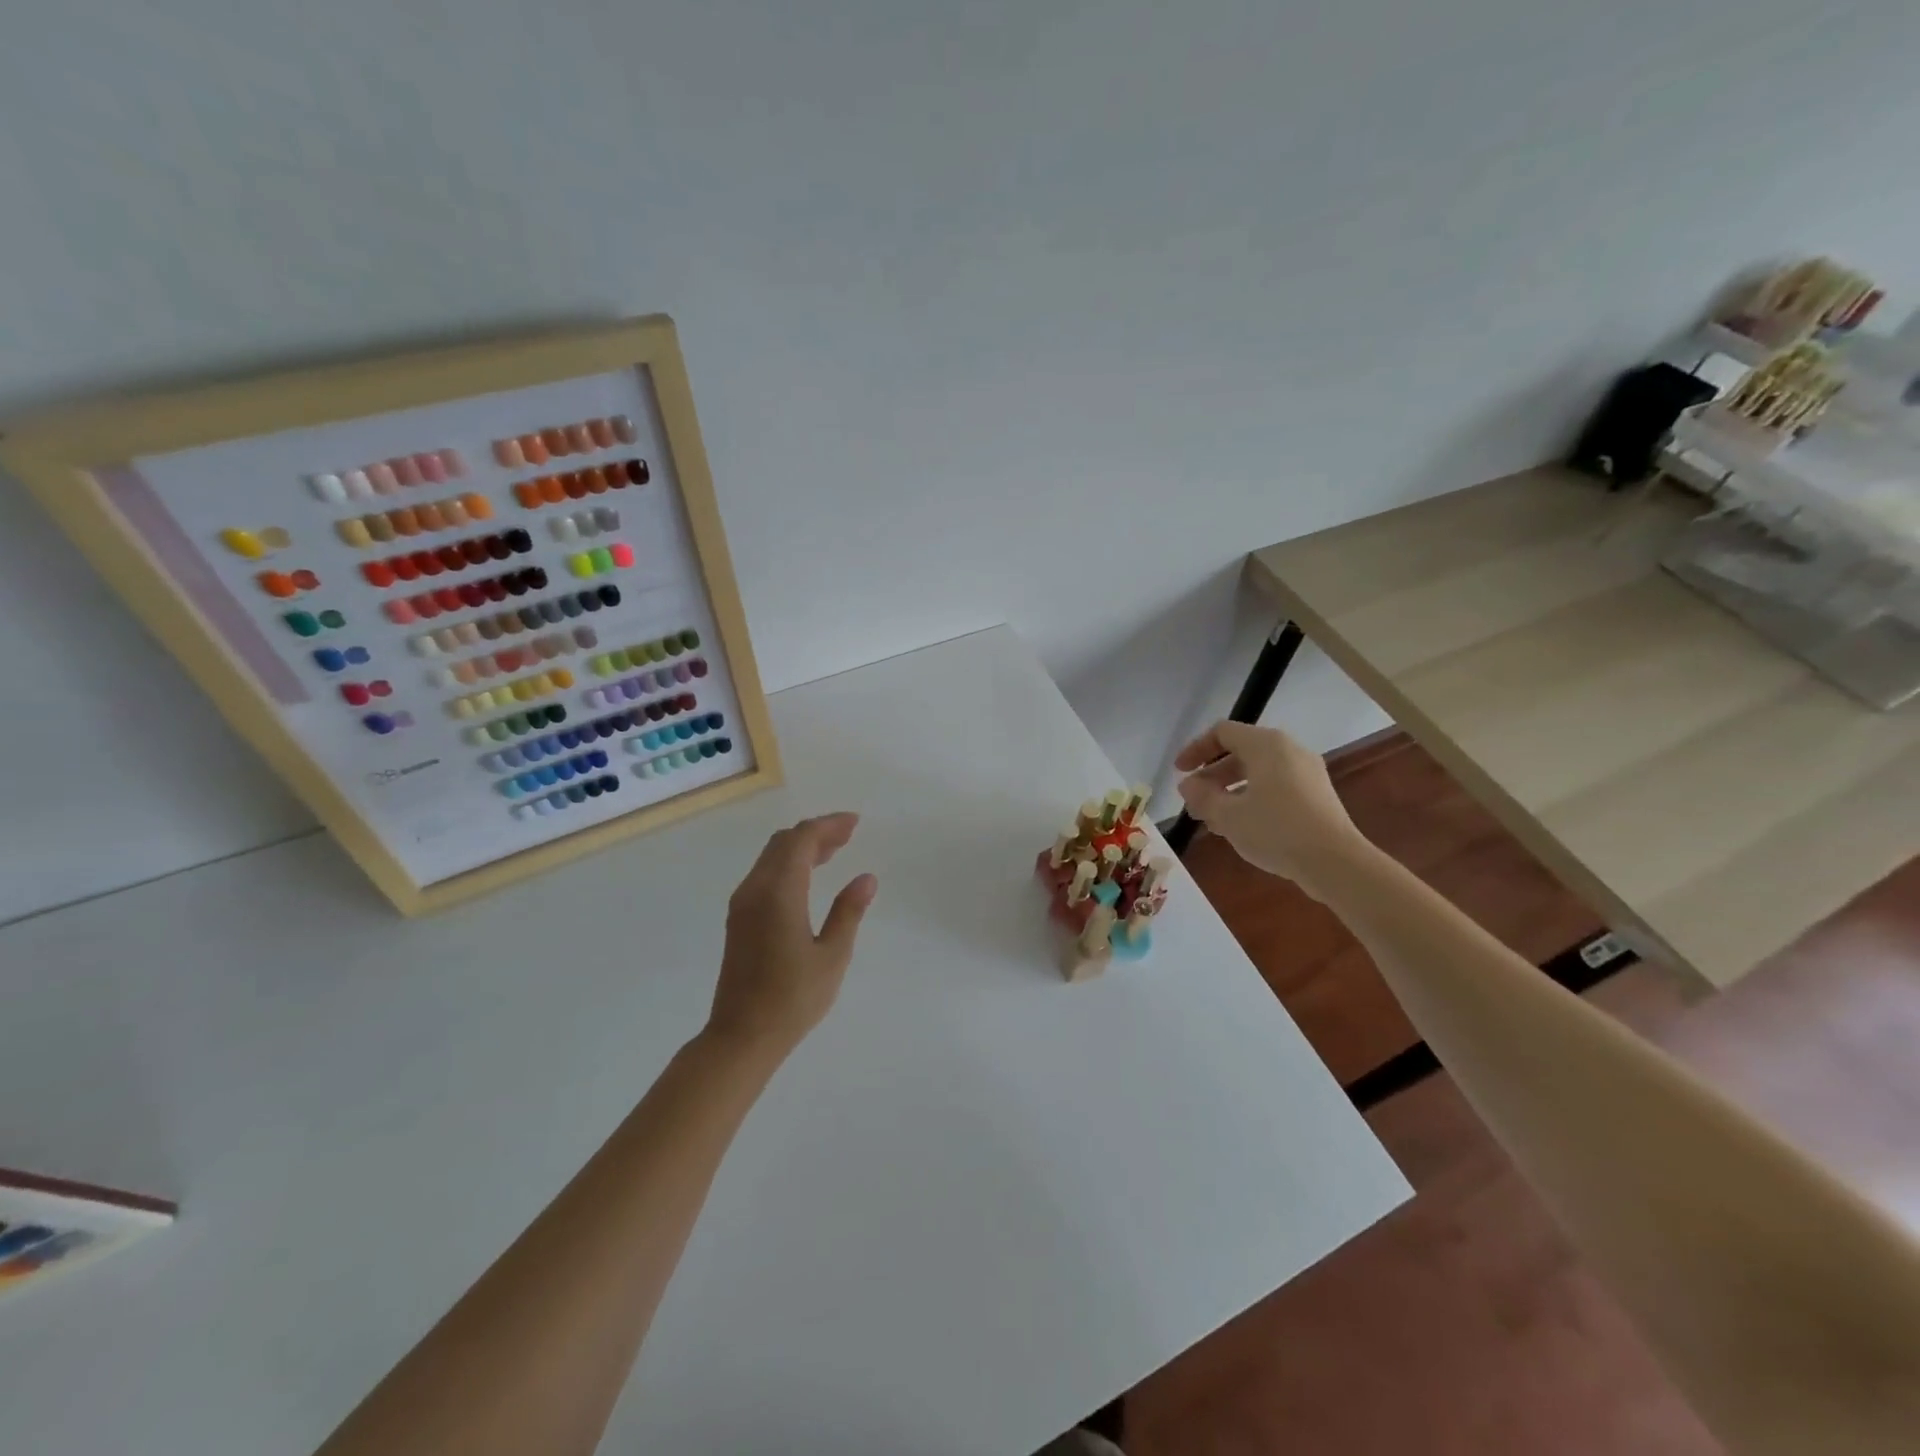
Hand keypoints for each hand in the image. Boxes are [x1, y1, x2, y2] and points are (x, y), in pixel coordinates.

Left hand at [706, 813, 877, 1060]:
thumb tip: (866, 878)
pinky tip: (808, 878)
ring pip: (771, 857)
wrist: (741, 1036)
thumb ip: (848, 912)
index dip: (828, 825)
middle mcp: (755, 889)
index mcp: (779, 893)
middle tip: (848, 835)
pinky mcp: (739, 919)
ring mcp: (742, 904)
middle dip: (816, 832)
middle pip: (783, 842)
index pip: (802, 840)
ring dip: (801, 847)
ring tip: (834, 851)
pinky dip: (788, 864)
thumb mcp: (832, 956)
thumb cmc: (793, 999)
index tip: (855, 823)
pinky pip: (764, 874)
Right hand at [1174, 720, 1371, 895]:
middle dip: (1212, 776)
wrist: (1335, 862)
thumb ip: (1202, 796)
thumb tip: (1188, 785)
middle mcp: (1289, 750)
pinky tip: (1241, 826)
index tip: (1180, 772)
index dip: (1196, 749)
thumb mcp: (1228, 815)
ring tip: (1212, 819)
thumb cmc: (1276, 830)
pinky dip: (1252, 798)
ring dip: (1230, 790)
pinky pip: (1275, 786)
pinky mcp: (1316, 794)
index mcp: (1267, 745)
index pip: (1222, 732)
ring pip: (1258, 772)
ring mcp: (1307, 772)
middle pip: (1240, 752)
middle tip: (1194, 801)